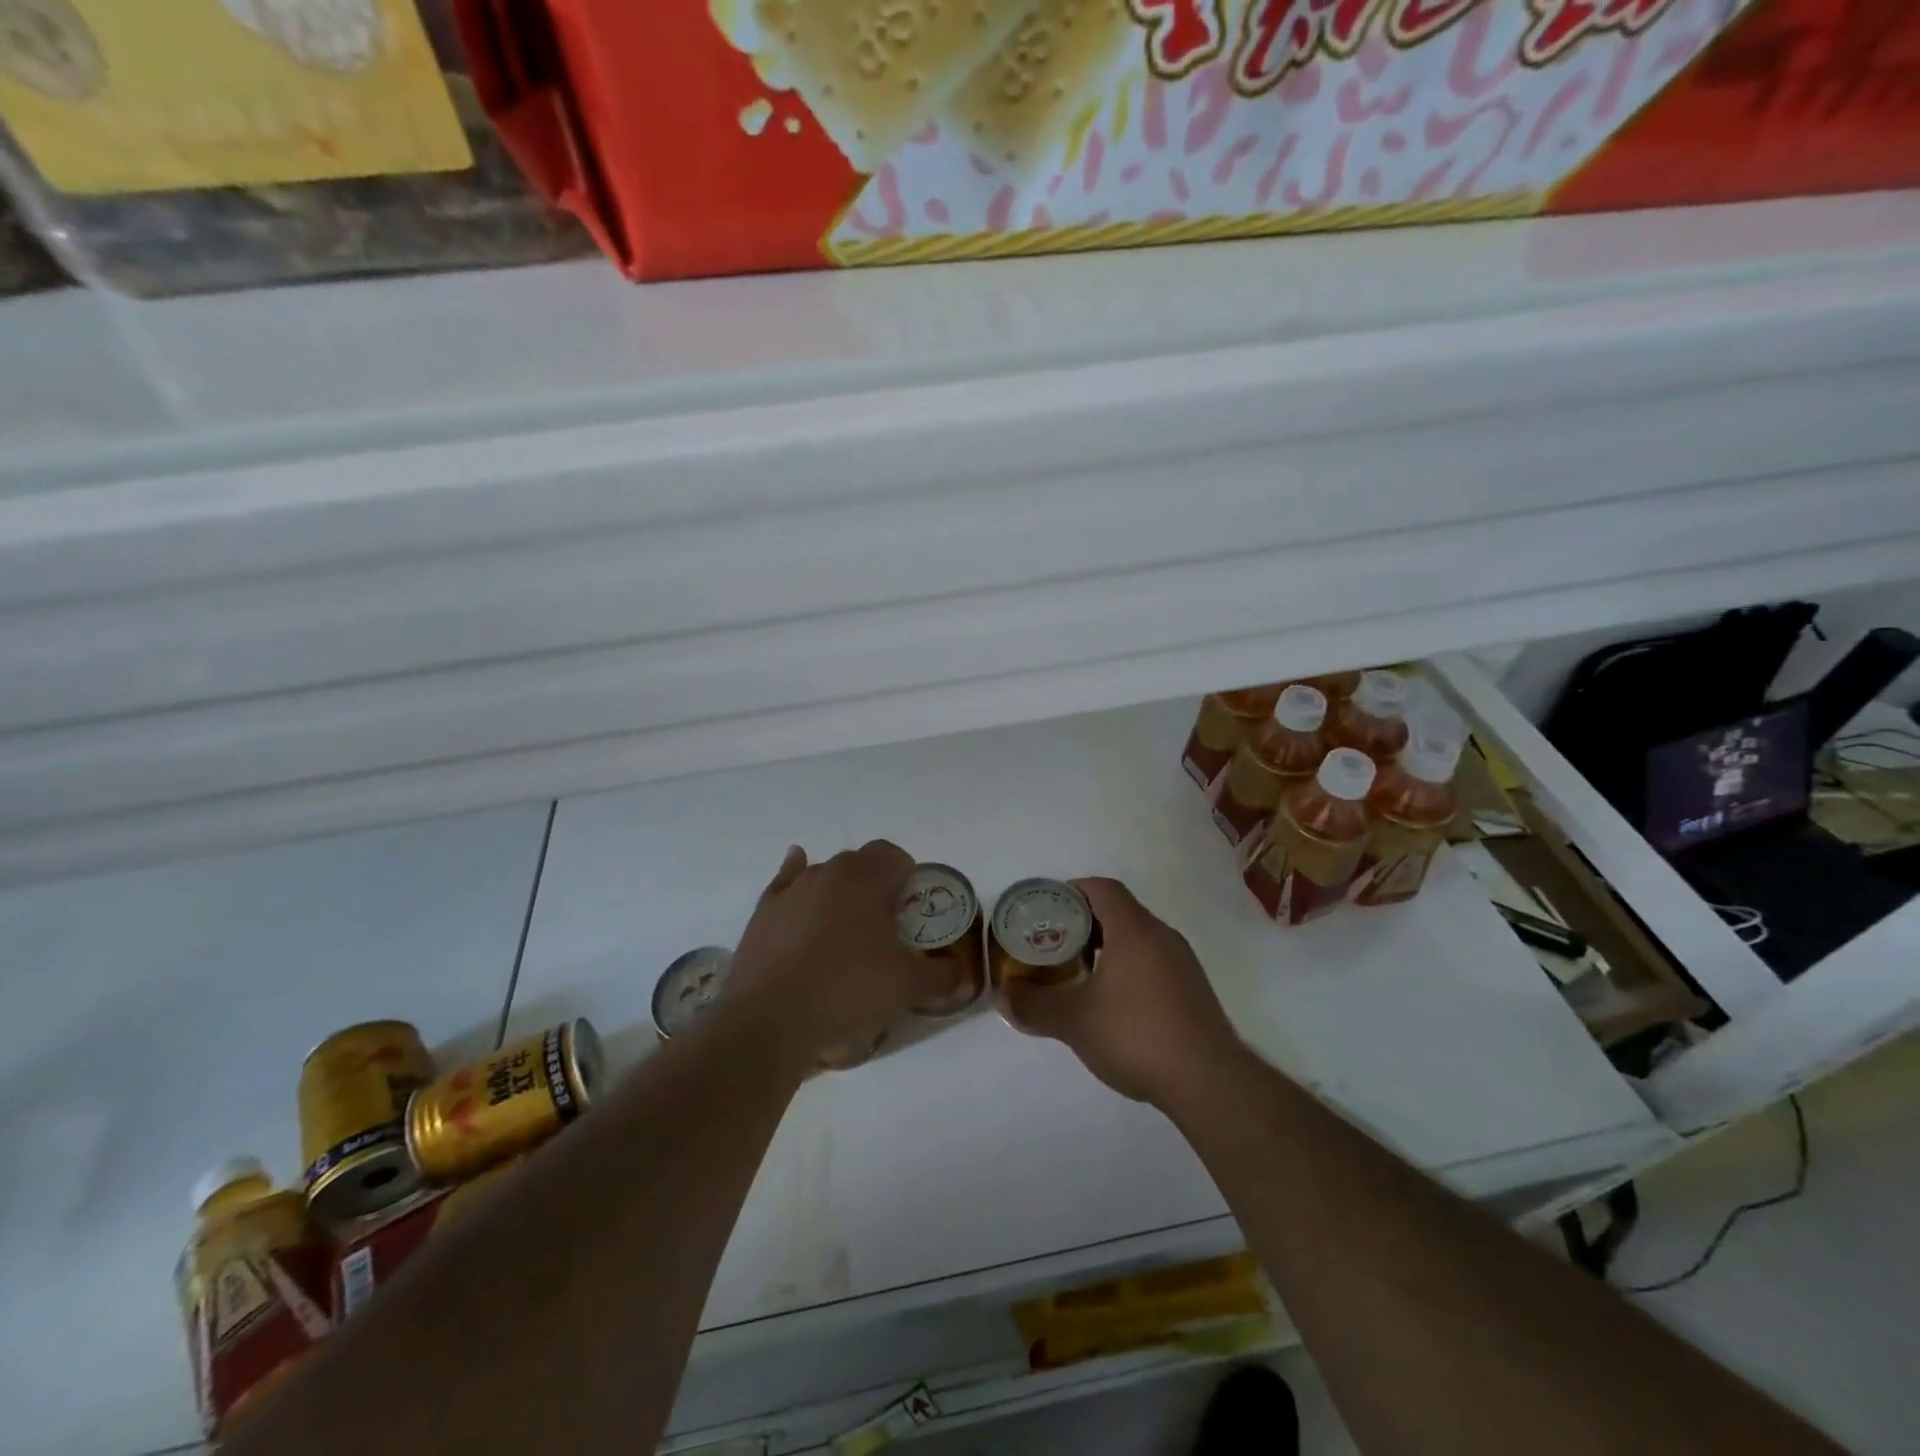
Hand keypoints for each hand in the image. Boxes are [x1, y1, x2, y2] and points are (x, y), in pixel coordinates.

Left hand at [728, 841, 953, 1071]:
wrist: (770, 1019)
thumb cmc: (848, 989)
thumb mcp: (909, 986)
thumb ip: (943, 975)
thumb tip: (961, 975)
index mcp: (863, 876)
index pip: (893, 856)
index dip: (909, 877)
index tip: (914, 910)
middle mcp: (825, 871)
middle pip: (859, 866)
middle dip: (876, 887)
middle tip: (887, 928)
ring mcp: (790, 891)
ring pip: (823, 878)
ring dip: (840, 894)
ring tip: (848, 931)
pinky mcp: (763, 914)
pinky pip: (785, 886)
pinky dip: (796, 883)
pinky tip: (799, 887)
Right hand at [1001, 877, 1242, 1107]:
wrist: (1209, 1082)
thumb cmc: (1137, 1035)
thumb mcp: (1075, 1021)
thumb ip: (1034, 1005)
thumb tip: (1003, 995)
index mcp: (1135, 930)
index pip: (1102, 888)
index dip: (1071, 891)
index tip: (1046, 909)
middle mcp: (1162, 936)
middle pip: (1119, 911)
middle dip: (1083, 922)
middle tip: (1053, 942)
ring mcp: (1182, 963)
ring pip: (1137, 938)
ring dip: (1106, 947)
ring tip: (1077, 973)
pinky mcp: (1193, 990)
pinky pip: (1153, 961)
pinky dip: (1127, 967)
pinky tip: (1112, 1002)